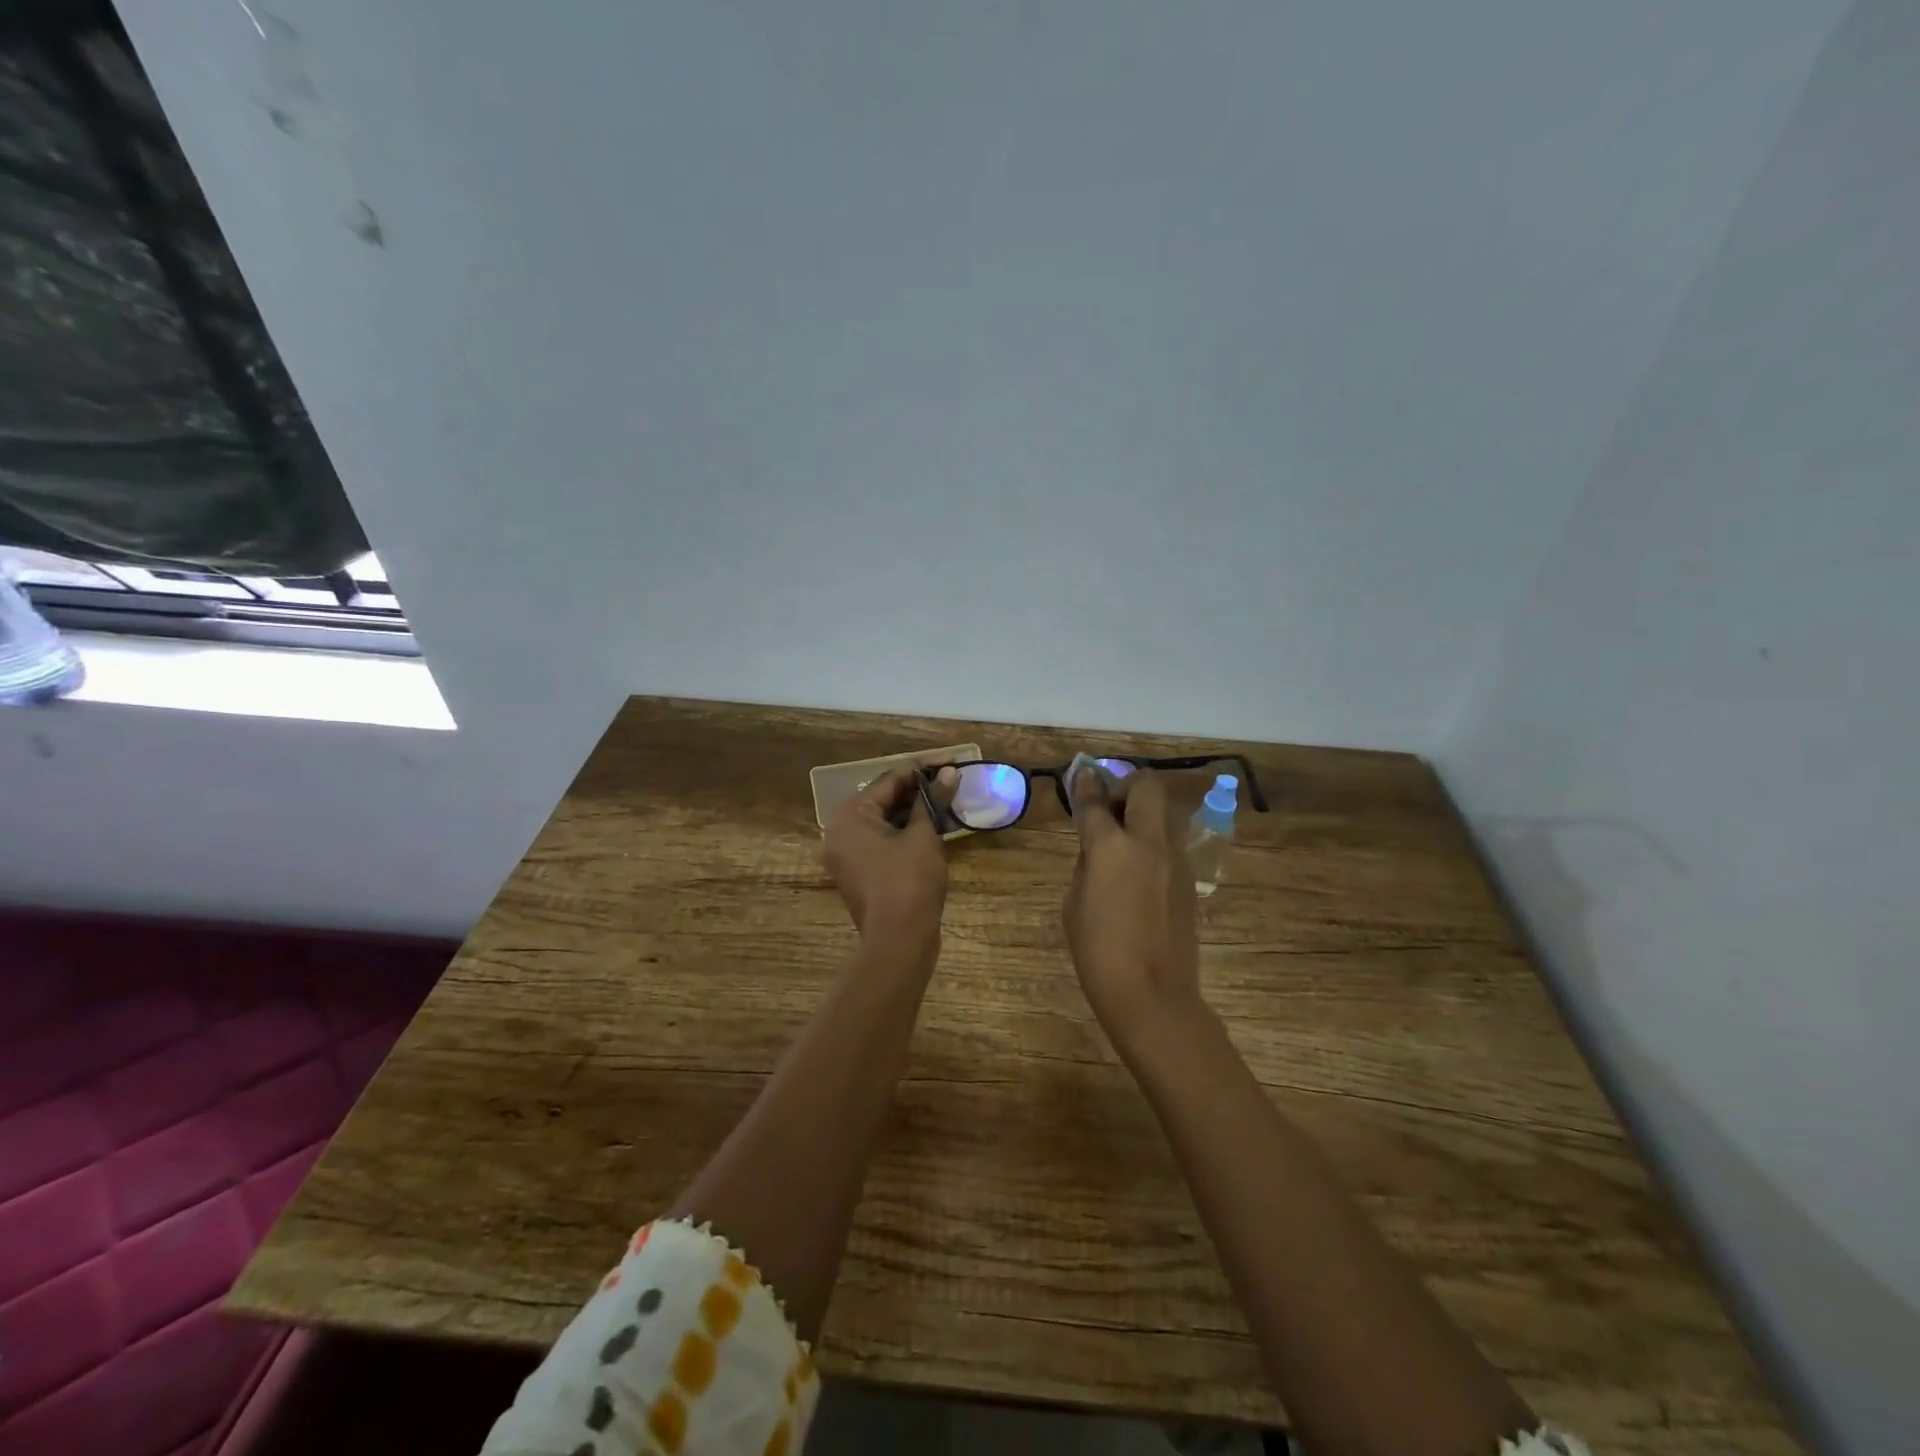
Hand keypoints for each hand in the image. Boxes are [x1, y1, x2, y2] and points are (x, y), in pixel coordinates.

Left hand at [822, 764, 955, 950]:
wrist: (899, 941)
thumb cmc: (910, 881)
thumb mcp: (925, 836)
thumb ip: (933, 801)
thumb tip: (950, 773)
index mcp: (849, 817)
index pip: (887, 781)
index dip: (920, 770)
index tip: (948, 762)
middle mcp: (839, 832)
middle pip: (882, 801)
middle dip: (916, 791)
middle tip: (949, 781)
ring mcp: (846, 856)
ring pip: (882, 823)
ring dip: (913, 812)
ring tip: (946, 802)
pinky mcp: (858, 874)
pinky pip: (881, 842)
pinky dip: (904, 833)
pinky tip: (932, 827)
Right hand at [1063, 769, 1205, 1047]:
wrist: (1152, 995)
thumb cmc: (1099, 953)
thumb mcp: (1074, 905)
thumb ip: (1087, 865)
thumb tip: (1098, 848)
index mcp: (1111, 848)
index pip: (1095, 801)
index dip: (1085, 784)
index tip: (1081, 774)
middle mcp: (1148, 843)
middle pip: (1146, 787)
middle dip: (1127, 786)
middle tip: (1111, 808)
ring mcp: (1176, 860)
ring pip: (1165, 812)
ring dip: (1144, 813)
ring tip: (1125, 840)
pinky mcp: (1191, 879)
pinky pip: (1171, 843)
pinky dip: (1154, 842)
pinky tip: (1140, 870)